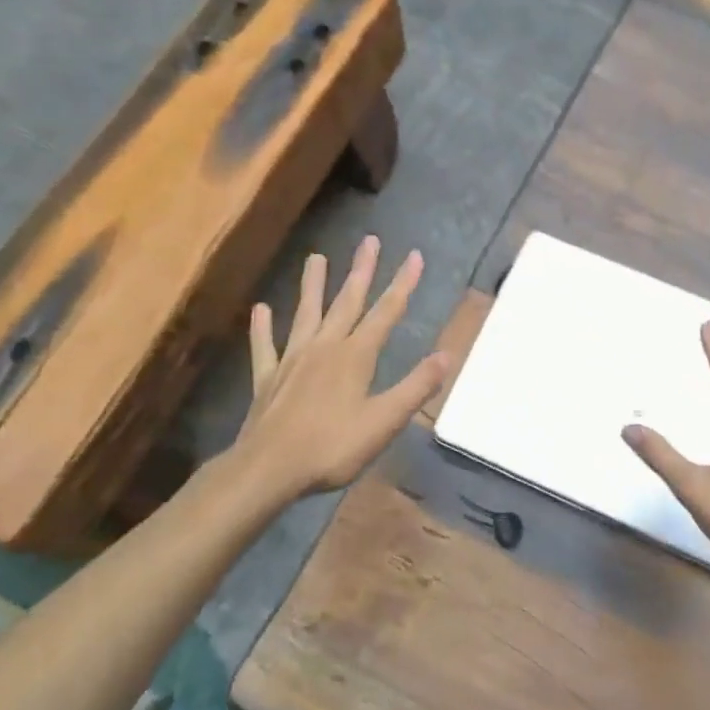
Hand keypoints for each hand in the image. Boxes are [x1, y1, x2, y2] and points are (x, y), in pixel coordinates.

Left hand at [231, 236, 447, 501]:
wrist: (268, 468)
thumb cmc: (332, 447)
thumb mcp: (384, 421)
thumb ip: (416, 387)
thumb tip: (447, 355)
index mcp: (355, 355)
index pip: (386, 312)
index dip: (403, 284)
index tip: (415, 256)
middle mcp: (325, 347)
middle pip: (347, 302)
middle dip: (362, 271)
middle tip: (369, 241)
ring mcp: (293, 359)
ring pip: (306, 314)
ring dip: (313, 286)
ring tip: (315, 257)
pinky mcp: (268, 378)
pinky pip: (265, 346)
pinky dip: (263, 328)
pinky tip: (261, 309)